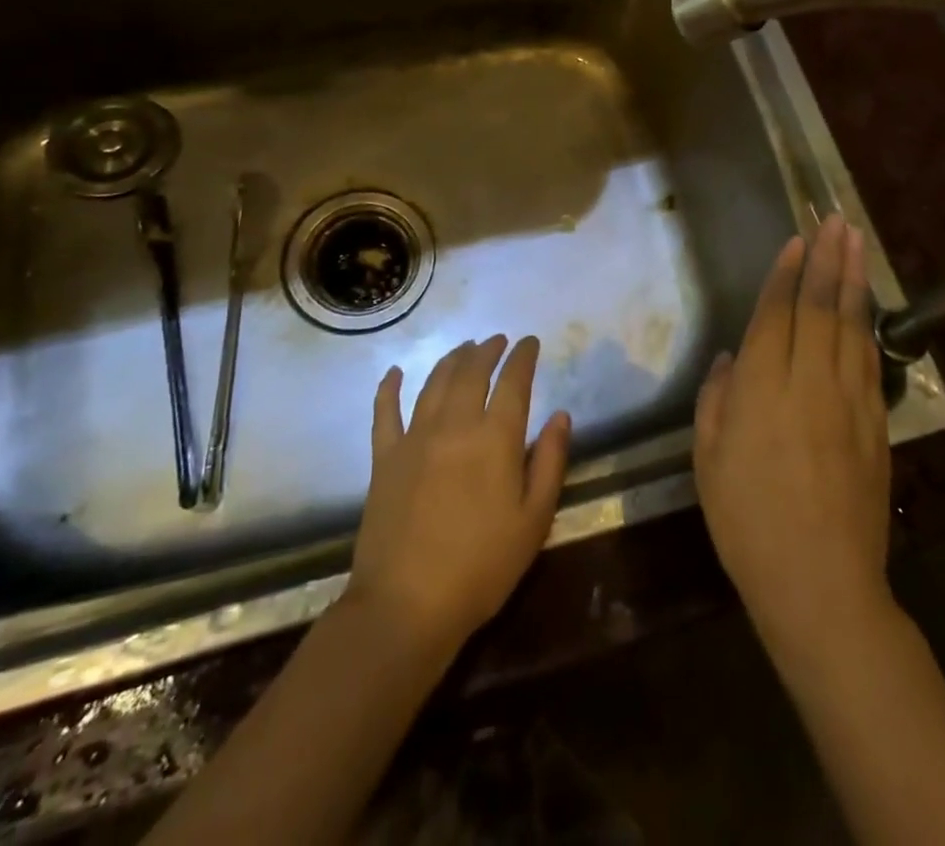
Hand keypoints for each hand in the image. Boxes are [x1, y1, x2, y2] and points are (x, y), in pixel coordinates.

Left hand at [347, 336, 571, 653]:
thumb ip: (550, 461)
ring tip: (464, 348)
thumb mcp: (534, 520)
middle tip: (498, 340)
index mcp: (495, 438)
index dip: (523, 357)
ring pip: (434, 382)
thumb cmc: (482, 566)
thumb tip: (560, 414)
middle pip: (471, 372)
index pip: (513, 382)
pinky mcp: (384, 457)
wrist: (407, 604)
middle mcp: (455, 424)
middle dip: (488, 350)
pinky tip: (394, 372)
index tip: (529, 342)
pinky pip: (385, 412)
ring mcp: (415, 438)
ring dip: (452, 359)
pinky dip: (389, 387)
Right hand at [694, 216, 891, 648]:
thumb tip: (731, 359)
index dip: (786, 274)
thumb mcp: (708, 462)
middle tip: (836, 221)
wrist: (821, 585)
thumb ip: (717, 401)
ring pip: (852, 327)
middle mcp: (809, 383)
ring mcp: (849, 402)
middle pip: (820, 308)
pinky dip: (867, 325)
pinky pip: (869, 361)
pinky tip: (867, 306)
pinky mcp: (875, 425)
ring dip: (855, 281)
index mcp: (761, 390)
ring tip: (857, 243)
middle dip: (827, 260)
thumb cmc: (747, 524)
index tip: (797, 240)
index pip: (776, 315)